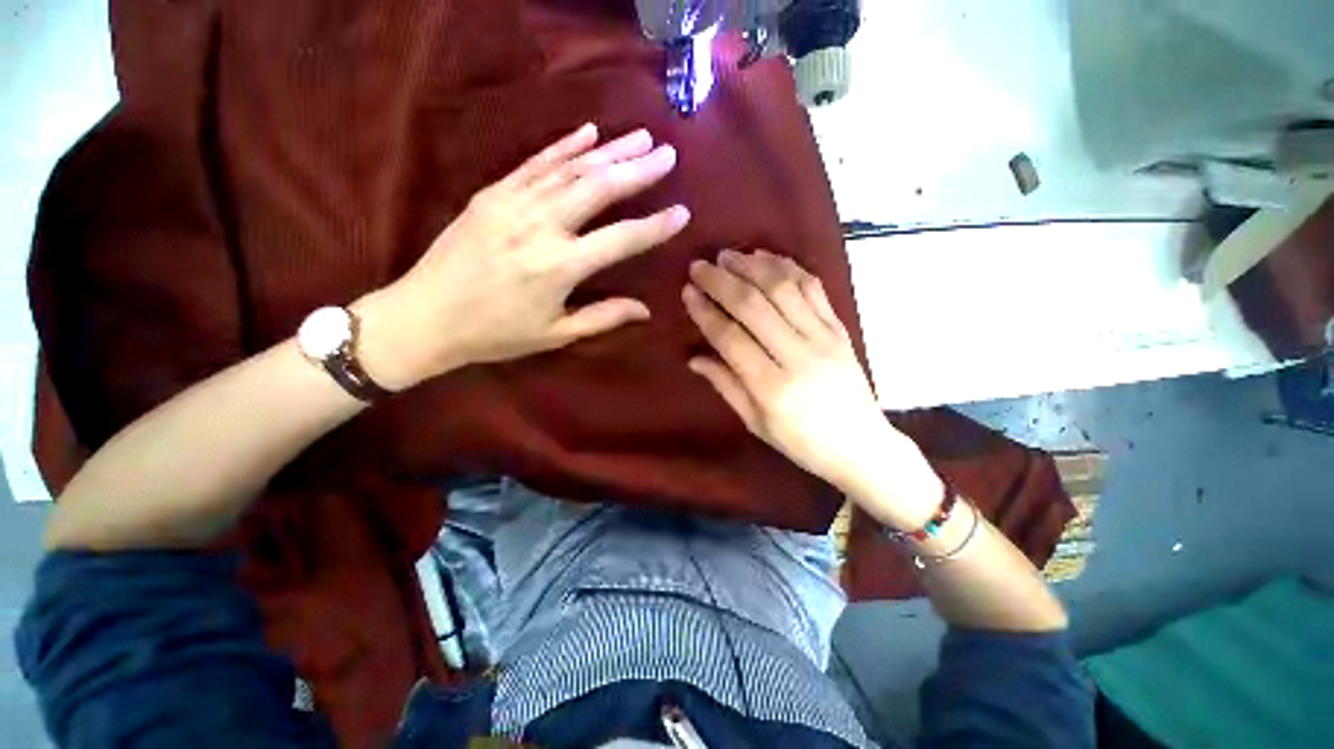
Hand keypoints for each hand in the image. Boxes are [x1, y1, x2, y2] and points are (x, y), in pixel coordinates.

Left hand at [354, 124, 689, 389]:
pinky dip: (564, 146)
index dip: (655, 226)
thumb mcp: (555, 333)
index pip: (621, 239)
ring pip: (570, 168)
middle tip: (668, 154)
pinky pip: (535, 163)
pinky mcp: (492, 193)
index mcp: (559, 267)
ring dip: (609, 150)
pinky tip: (588, 132)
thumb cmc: (495, 333)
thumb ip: (603, 317)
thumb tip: (646, 310)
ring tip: (641, 137)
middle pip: (598, 188)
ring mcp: (513, 203)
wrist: (424, 315)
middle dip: (638, 169)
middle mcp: (541, 227)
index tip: (682, 212)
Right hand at [682, 250, 943, 529]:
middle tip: (699, 265)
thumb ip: (725, 385)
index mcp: (773, 388)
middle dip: (721, 280)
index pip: (730, 338)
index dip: (705, 312)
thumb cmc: (802, 443)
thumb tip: (693, 358)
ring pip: (783, 288)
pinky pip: (813, 288)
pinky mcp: (840, 328)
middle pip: (754, 305)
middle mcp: (799, 355)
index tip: (687, 291)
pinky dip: (788, 267)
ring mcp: (824, 337)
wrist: (862, 446)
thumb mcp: (756, 423)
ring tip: (728, 255)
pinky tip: (767, 258)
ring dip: (752, 266)